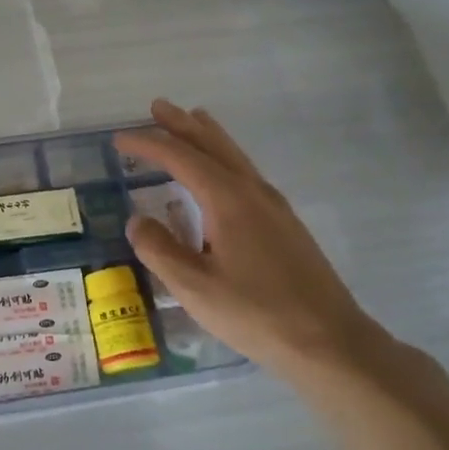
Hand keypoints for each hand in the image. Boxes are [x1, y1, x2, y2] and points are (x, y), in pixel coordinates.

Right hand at [114, 100, 382, 375]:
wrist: (329, 342)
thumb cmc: (256, 313)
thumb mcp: (193, 287)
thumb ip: (159, 249)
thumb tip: (137, 220)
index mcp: (228, 200)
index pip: (181, 158)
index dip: (148, 145)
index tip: (119, 140)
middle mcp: (253, 192)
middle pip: (213, 145)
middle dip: (183, 125)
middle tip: (157, 107)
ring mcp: (275, 207)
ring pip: (235, 157)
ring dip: (208, 137)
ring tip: (192, 121)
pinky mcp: (286, 225)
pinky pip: (246, 174)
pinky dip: (225, 159)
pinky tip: (222, 176)